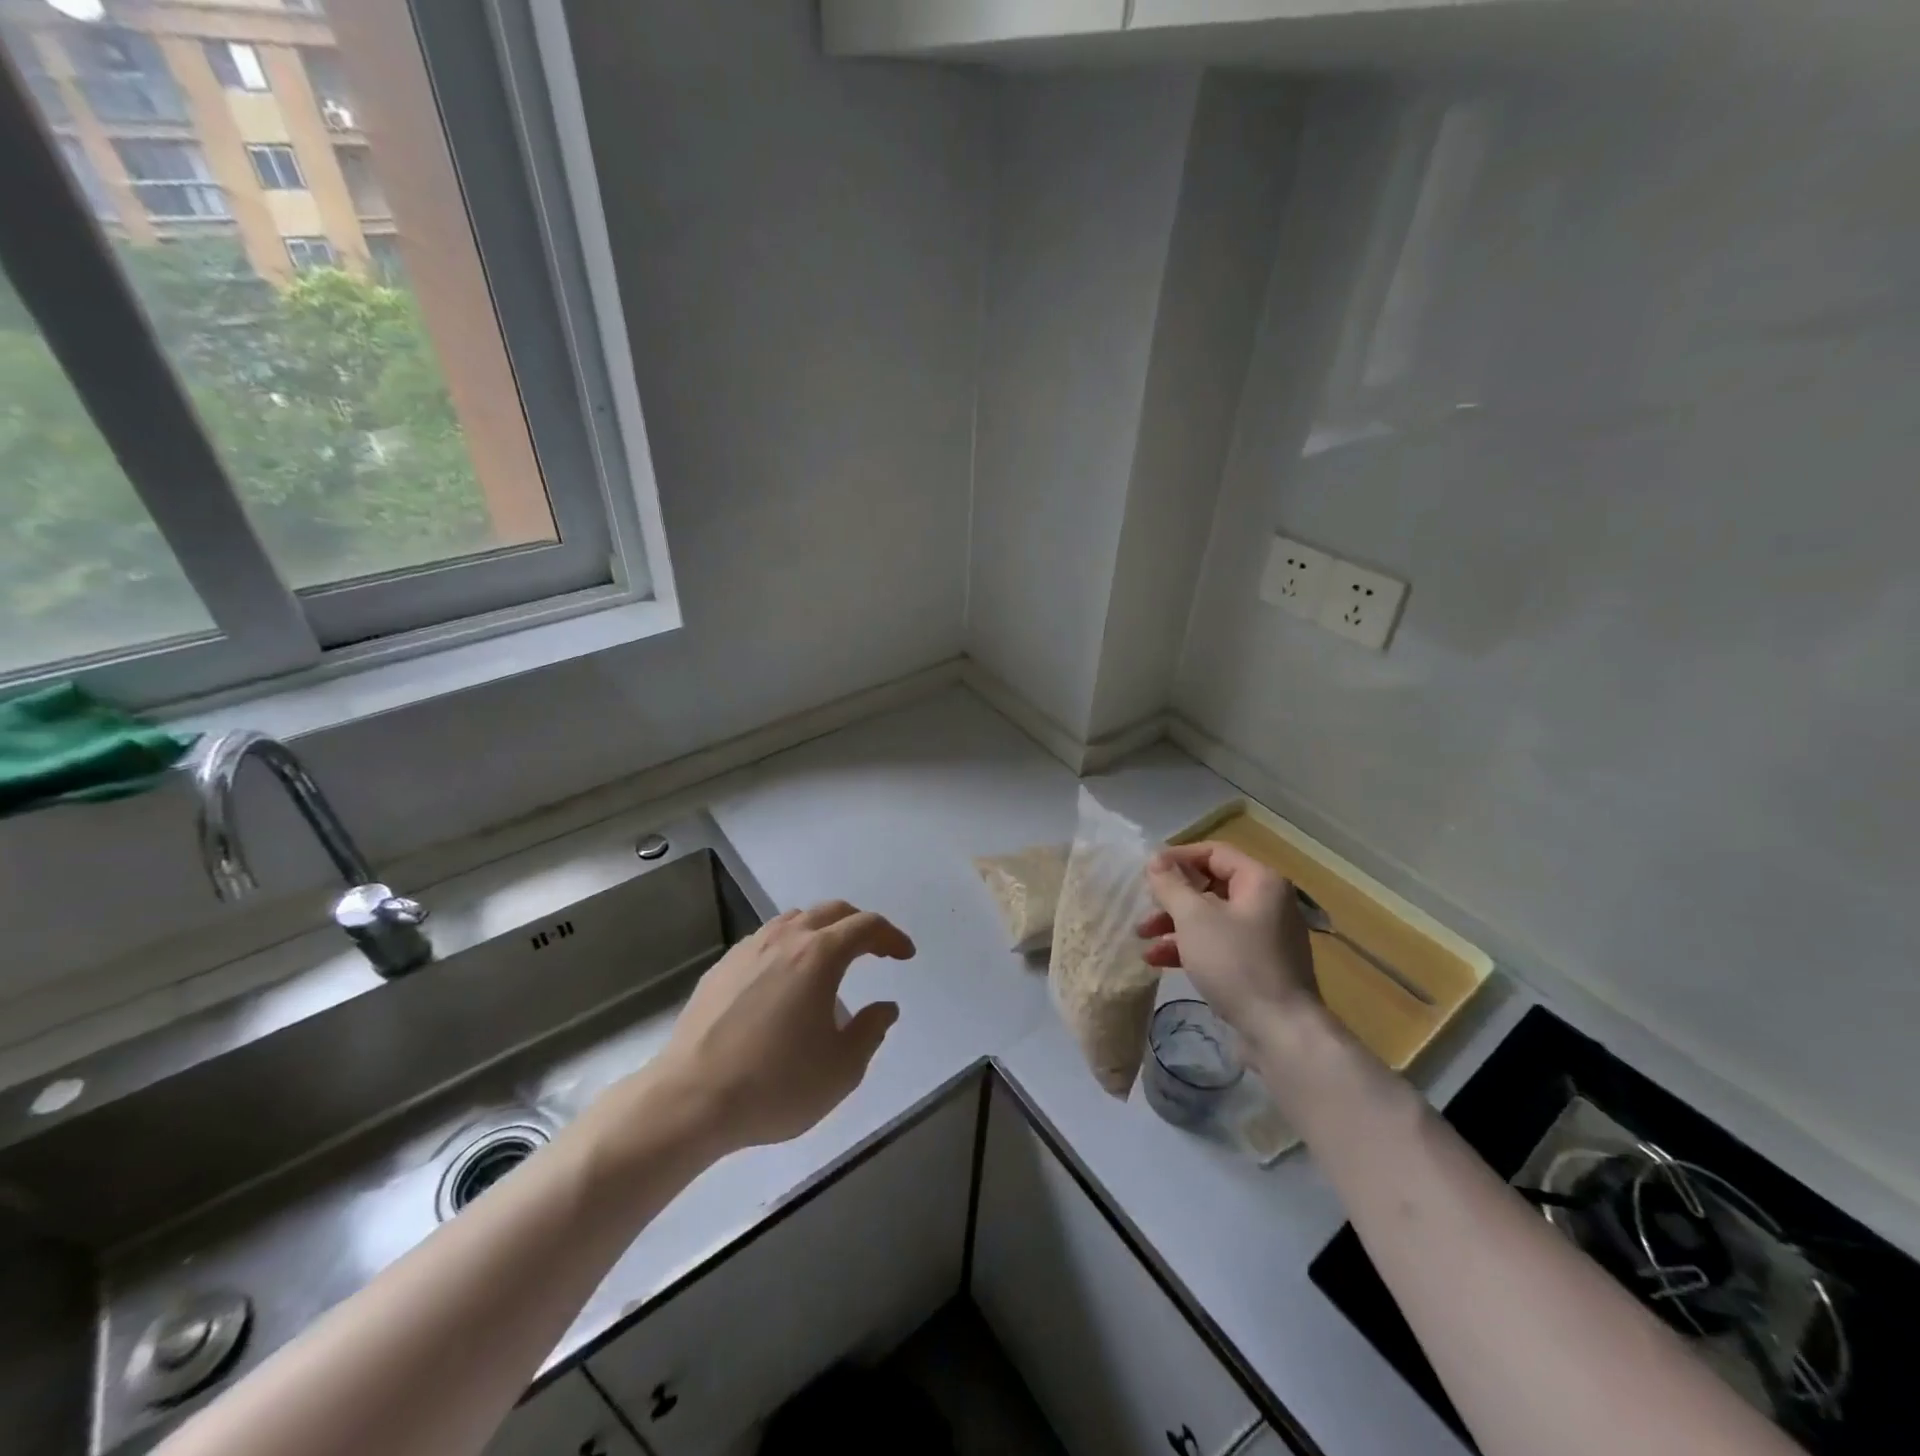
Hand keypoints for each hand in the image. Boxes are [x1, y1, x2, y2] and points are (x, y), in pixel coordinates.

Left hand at [585, 901, 913, 1168]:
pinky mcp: (721, 967)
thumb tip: (884, 1007)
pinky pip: (765, 939)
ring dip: (822, 930)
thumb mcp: (841, 1069)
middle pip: (831, 911)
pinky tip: (784, 978)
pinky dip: (789, 945)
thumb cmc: (775, 1084)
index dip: (891, 937)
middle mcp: (784, 939)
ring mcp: (748, 949)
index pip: (866, 926)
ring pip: (794, 919)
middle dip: (859, 925)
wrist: (690, 1100)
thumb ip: (871, 1031)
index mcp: (820, 955)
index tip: (905, 955)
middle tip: (875, 950)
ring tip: (830, 959)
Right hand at [1136, 842, 1320, 1047]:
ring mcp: (1264, 936)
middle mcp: (1267, 902)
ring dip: (1175, 925)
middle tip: (1144, 908)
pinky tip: (1159, 960)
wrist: (1281, 1032)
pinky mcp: (1258, 965)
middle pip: (1210, 886)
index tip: (1146, 872)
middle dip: (1172, 898)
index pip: (1214, 852)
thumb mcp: (1194, 919)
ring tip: (1143, 938)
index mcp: (1260, 881)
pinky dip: (1190, 946)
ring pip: (1211, 917)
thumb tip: (1156, 861)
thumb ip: (1171, 885)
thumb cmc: (1236, 963)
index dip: (1177, 858)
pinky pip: (1219, 944)